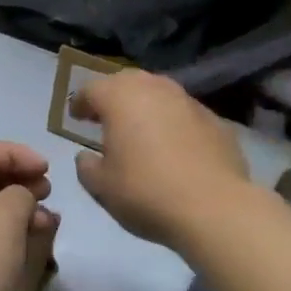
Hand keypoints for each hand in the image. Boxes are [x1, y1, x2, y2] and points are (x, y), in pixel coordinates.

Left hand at [0, 140, 57, 290]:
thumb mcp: (5, 218)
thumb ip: (20, 194)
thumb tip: (19, 197)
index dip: (19, 154)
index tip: (48, 170)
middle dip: (18, 181)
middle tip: (48, 193)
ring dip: (15, 209)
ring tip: (46, 223)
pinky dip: (3, 233)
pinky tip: (27, 247)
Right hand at [72, 71, 249, 248]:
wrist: (214, 207)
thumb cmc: (146, 192)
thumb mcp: (101, 187)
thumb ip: (87, 166)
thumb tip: (87, 156)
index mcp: (119, 98)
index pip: (91, 89)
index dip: (80, 102)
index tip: (75, 116)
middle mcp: (154, 88)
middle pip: (127, 82)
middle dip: (113, 96)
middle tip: (105, 117)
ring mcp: (188, 101)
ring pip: (159, 93)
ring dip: (145, 106)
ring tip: (140, 129)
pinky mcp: (215, 120)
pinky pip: (184, 113)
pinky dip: (173, 122)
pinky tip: (173, 146)